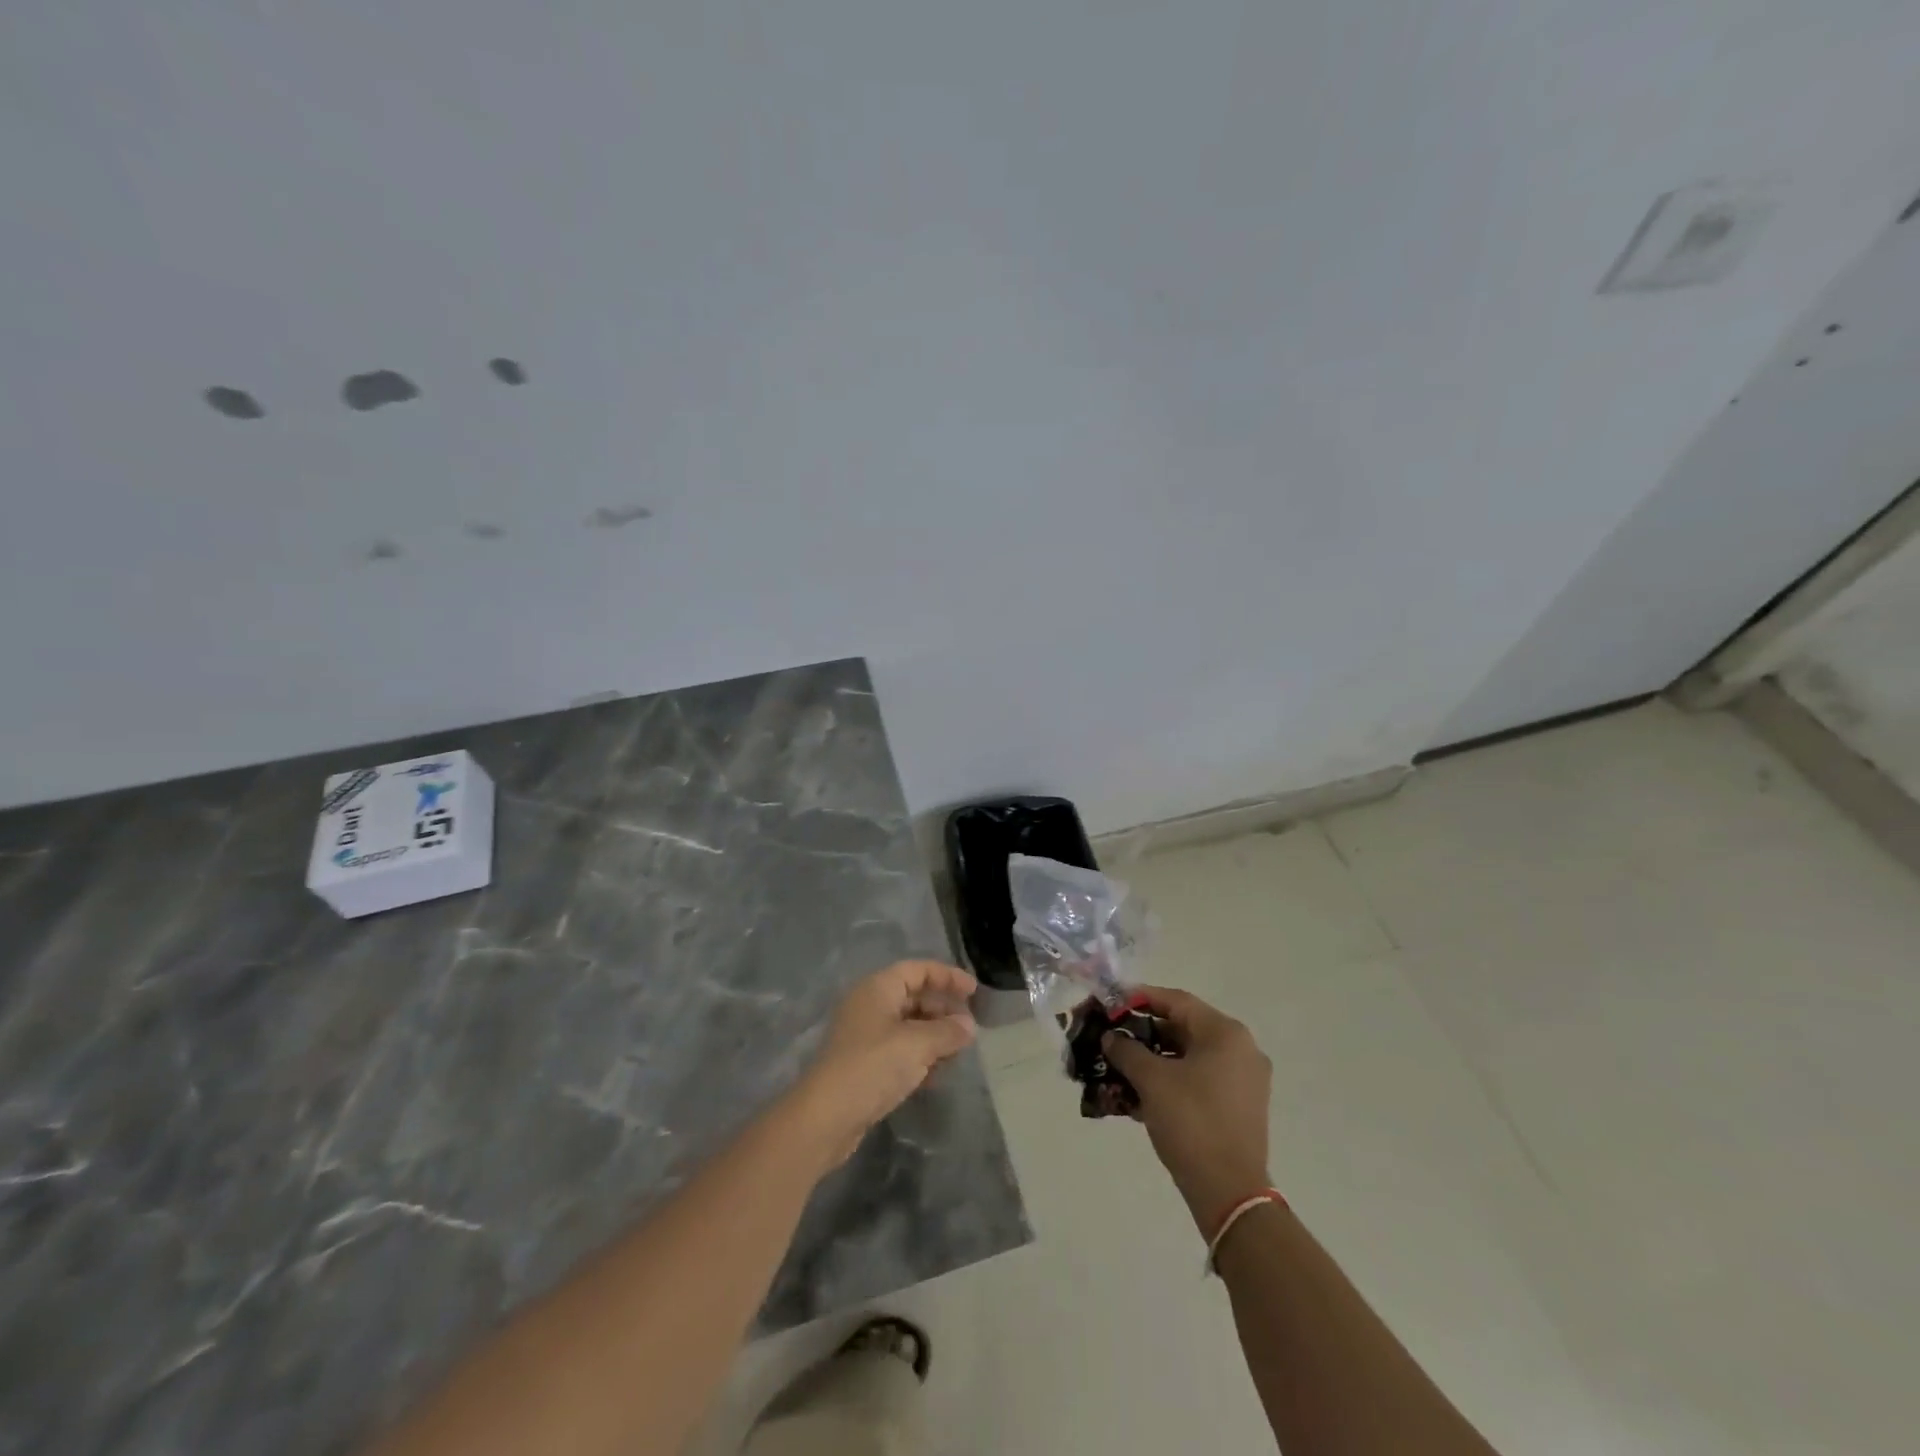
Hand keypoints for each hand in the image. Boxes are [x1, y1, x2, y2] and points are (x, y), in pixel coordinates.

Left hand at [789, 960, 977, 1166]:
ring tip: (958, 1052)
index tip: (974, 992)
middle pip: (914, 996)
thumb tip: (968, 1026)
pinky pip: (900, 1050)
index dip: (947, 976)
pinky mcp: (865, 1064)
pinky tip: (937, 1074)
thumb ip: (947, 1031)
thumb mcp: (917, 1044)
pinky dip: (920, 1056)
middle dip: (943, 1009)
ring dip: (934, 1035)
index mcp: (878, 988)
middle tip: (969, 1027)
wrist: (826, 1117)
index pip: (918, 970)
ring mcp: (865, 1035)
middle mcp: (870, 1005)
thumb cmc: (873, 1066)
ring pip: (908, 1025)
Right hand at [1102, 987, 1272, 1230]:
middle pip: (1184, 1028)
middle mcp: (1240, 1049)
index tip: (1111, 1003)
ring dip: (1154, 1059)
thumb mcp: (1152, 1080)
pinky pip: (1199, 1079)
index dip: (1140, 998)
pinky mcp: (1239, 1107)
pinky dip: (1171, 1080)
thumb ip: (1127, 1050)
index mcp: (1225, 1033)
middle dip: (1144, 1032)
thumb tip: (1111, 1037)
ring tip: (1120, 1066)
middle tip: (1112, 1037)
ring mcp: (1244, 1080)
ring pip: (1190, 1056)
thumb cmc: (1191, 1122)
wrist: (1229, 1193)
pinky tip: (1140, 1093)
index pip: (1176, 1001)